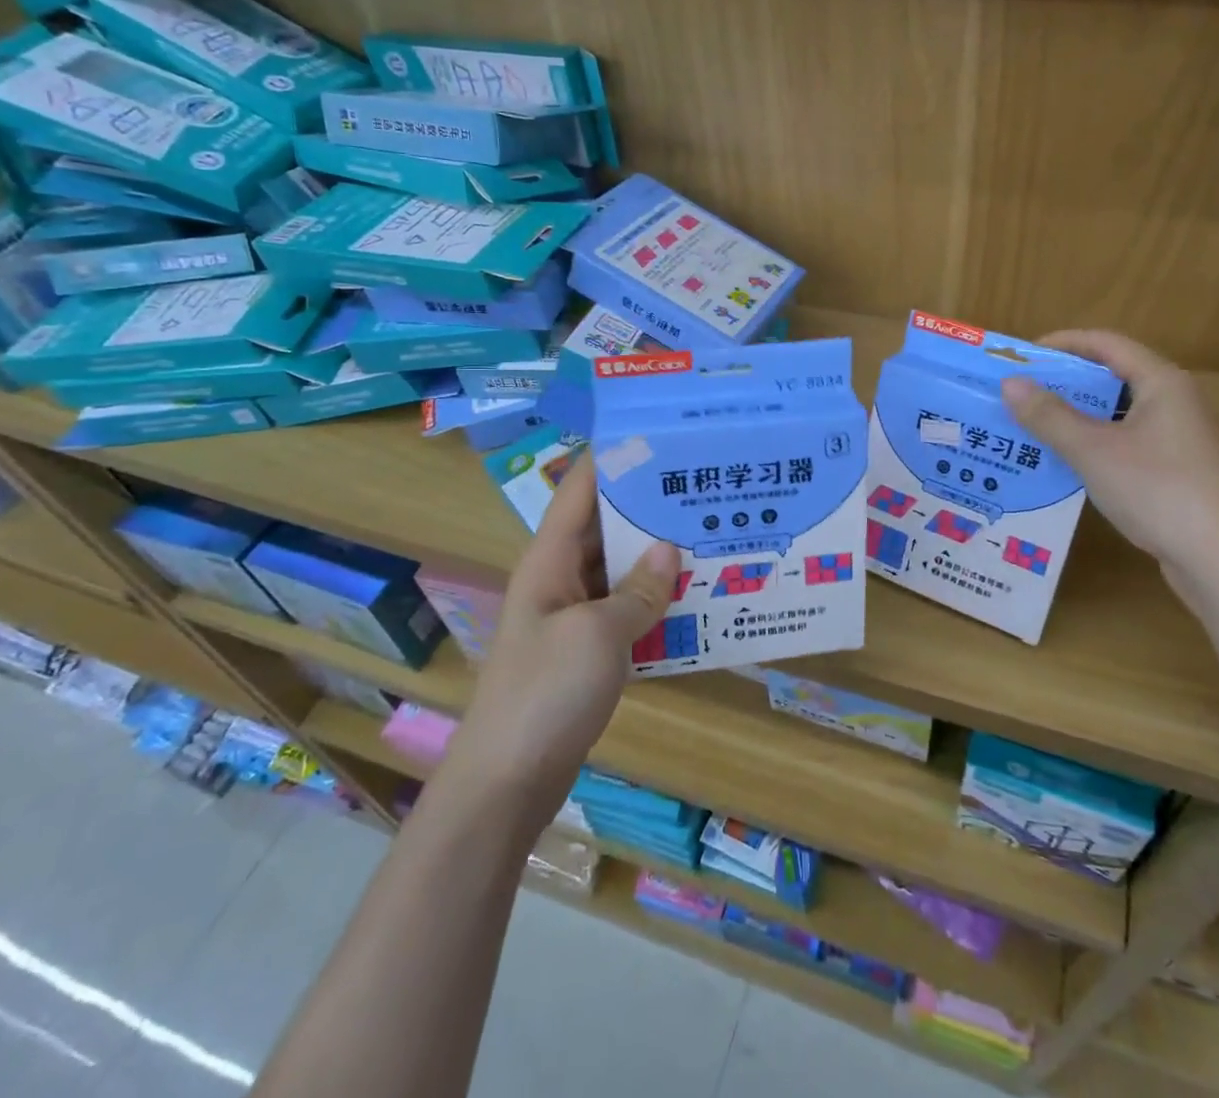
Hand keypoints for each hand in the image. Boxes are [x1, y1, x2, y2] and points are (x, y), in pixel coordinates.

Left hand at [444, 456, 680, 835]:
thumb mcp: (599, 635)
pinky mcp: (586, 651)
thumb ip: (638, 590)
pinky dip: (656, 602)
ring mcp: (573, 616)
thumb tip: (669, 549)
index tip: (658, 436)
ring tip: (711, 536)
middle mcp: (560, 578)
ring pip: (620, 571)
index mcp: (550, 560)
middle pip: (607, 527)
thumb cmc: (546, 693)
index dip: (613, 459)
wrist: (507, 781)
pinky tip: (696, 599)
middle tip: (704, 488)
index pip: (580, 490)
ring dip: (658, 558)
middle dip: (650, 508)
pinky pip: (626, 611)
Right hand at [1002, 330, 1218, 586]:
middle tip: (1018, 394)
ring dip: (1074, 417)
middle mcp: (1173, 402)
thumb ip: (1049, 416)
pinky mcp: (1175, 471)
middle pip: (1111, 377)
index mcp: (1161, 382)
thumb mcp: (1093, 450)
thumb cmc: (1159, 490)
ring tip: (1030, 426)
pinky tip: (1063, 463)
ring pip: (1116, 414)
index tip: (1021, 357)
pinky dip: (1091, 444)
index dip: (1062, 343)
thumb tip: (1010, 383)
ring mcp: (1177, 439)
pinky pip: (1123, 443)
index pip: (1106, 343)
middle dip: (1063, 383)